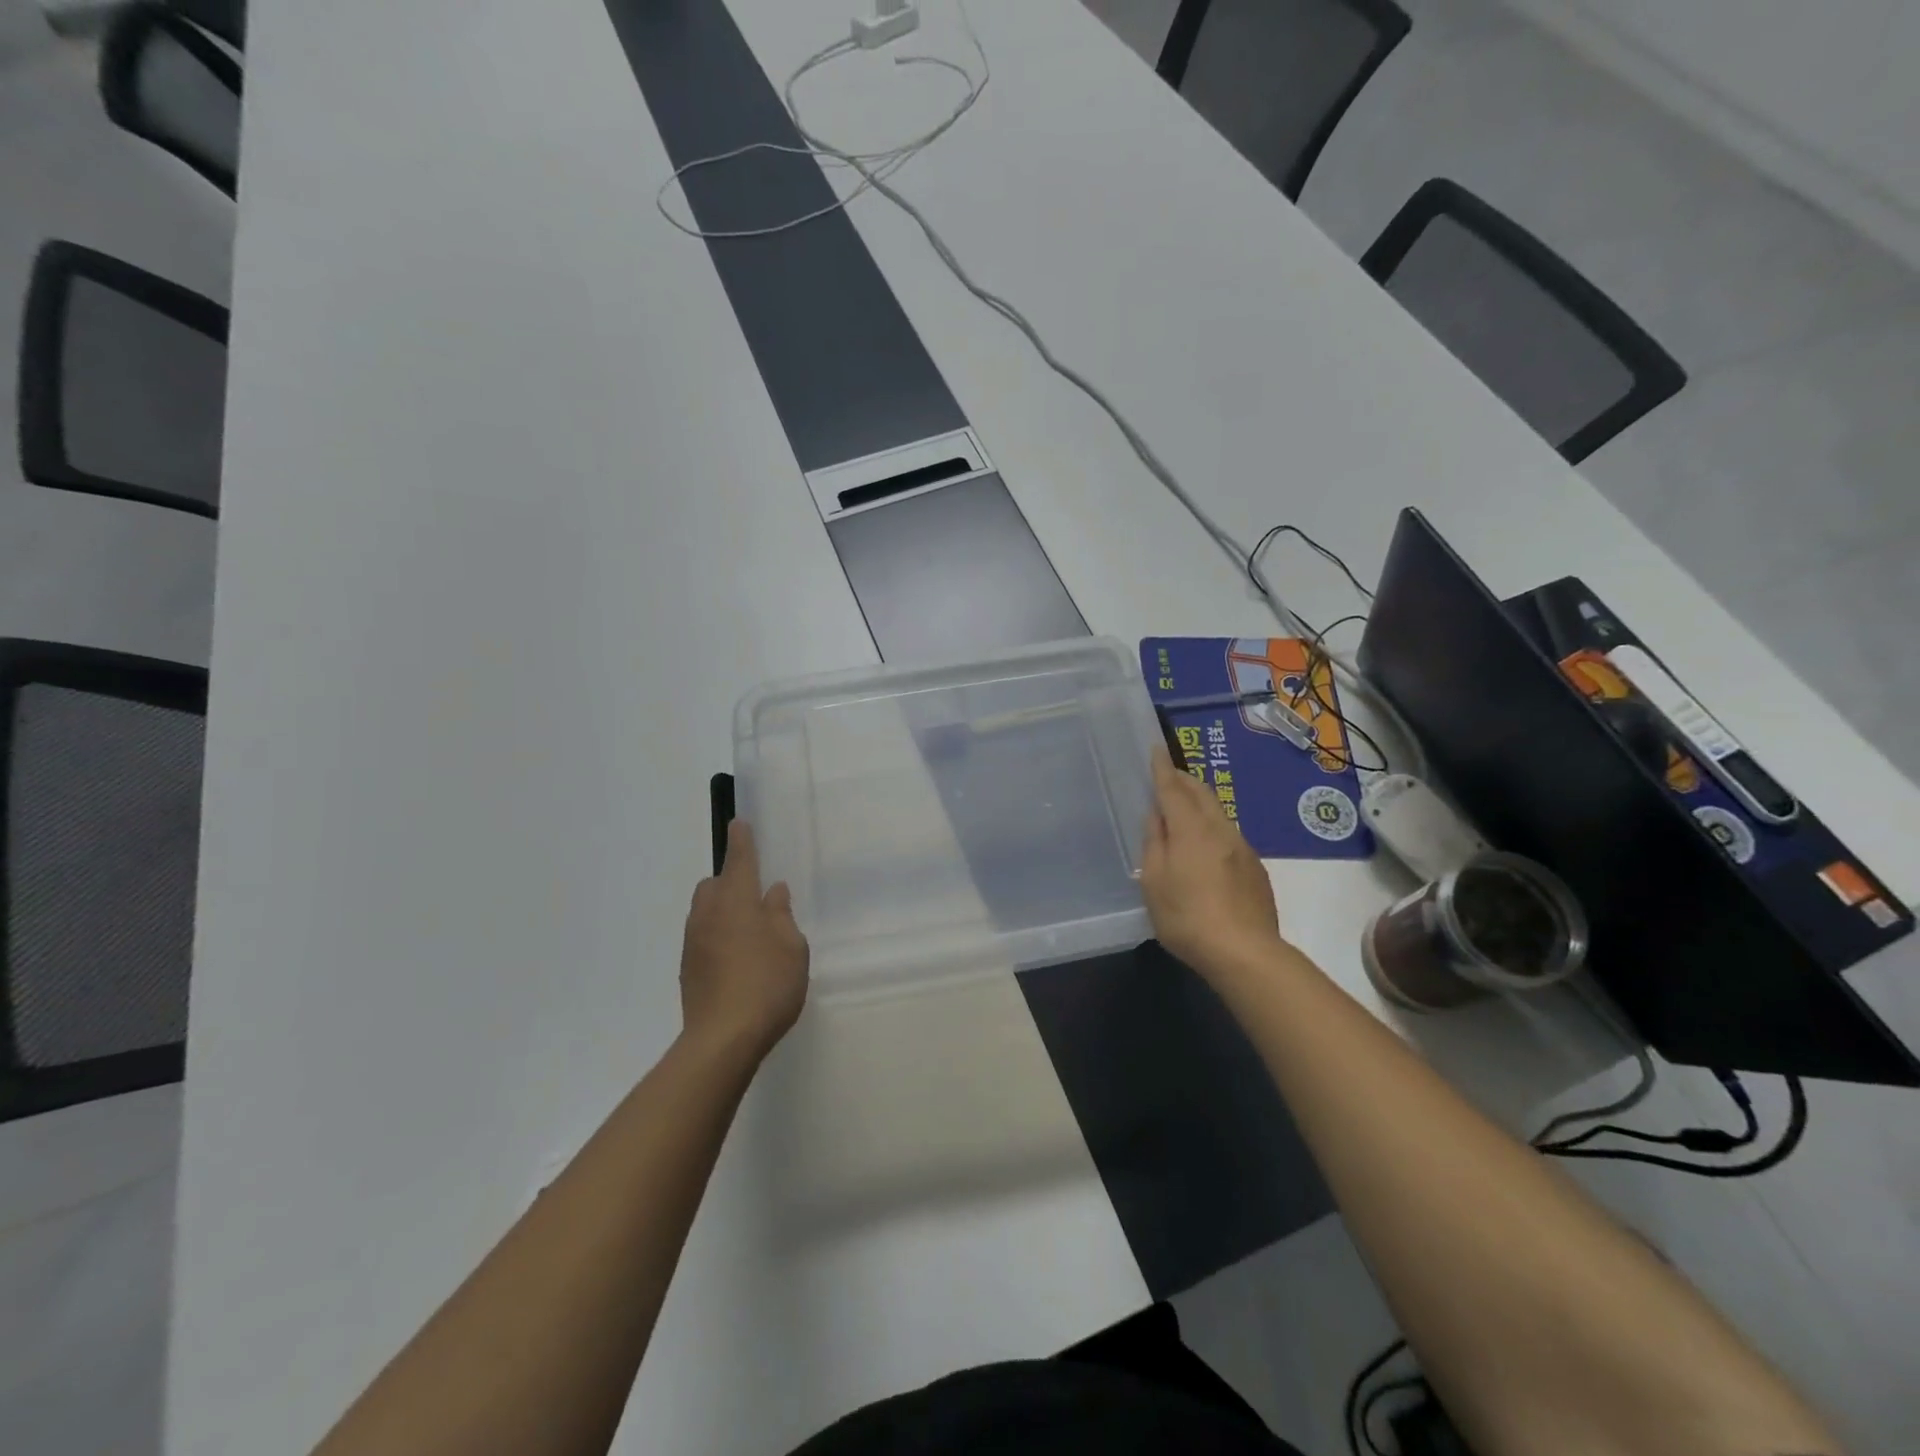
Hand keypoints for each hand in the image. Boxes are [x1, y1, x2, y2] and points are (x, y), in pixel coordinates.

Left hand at [679, 821, 808, 1060]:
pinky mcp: (688, 970)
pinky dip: (717, 936)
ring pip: (705, 912)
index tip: (739, 823)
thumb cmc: (767, 984)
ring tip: (749, 932)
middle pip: (714, 885)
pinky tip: (737, 960)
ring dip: (722, 910)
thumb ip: (781, 915)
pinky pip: (703, 937)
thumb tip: (773, 892)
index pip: (739, 861)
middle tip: (755, 895)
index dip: (741, 841)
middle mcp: (709, 915)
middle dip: (730, 881)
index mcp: (737, 902)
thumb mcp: (791, 947)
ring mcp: (694, 943)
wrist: (722, 1040)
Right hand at [1140, 746, 1284, 984]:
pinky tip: (1205, 845)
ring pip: (1218, 813)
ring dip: (1200, 802)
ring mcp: (1242, 848)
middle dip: (1184, 779)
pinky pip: (1229, 834)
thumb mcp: (1154, 882)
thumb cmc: (1187, 917)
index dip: (1162, 769)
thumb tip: (1157, 817)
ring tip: (1184, 807)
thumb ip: (1154, 843)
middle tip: (1169, 774)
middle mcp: (1220, 830)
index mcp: (1191, 830)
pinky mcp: (1255, 868)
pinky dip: (1212, 827)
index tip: (1156, 749)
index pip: (1173, 789)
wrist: (1245, 952)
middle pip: (1202, 794)